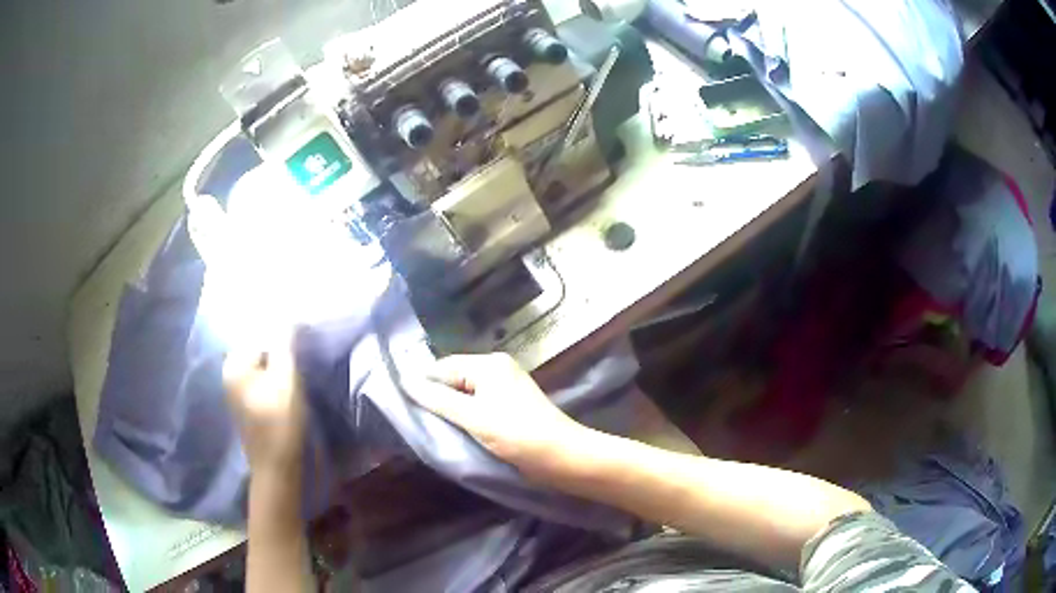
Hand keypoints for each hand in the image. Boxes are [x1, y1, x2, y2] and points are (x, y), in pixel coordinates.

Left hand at [223, 338, 305, 472]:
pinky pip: (262, 383)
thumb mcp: (285, 378)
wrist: (278, 469)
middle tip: (302, 357)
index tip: (300, 343)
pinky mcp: (248, 408)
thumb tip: (286, 315)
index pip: (259, 333)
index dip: (281, 335)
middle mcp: (230, 375)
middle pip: (260, 350)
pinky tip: (289, 390)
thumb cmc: (280, 422)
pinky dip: (276, 381)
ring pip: (262, 368)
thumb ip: (284, 343)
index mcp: (233, 364)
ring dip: (280, 366)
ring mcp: (237, 393)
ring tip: (298, 372)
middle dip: (280, 350)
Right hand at [410, 353, 593, 478]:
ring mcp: (506, 387)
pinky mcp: (511, 405)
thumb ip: (438, 400)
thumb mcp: (473, 417)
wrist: (563, 457)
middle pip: (454, 378)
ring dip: (451, 409)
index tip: (405, 407)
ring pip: (465, 393)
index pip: (443, 367)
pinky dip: (466, 415)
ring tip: (435, 428)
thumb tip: (405, 381)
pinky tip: (458, 431)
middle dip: (437, 398)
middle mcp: (497, 369)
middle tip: (420, 421)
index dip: (423, 385)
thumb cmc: (517, 435)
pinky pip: (478, 404)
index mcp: (488, 364)